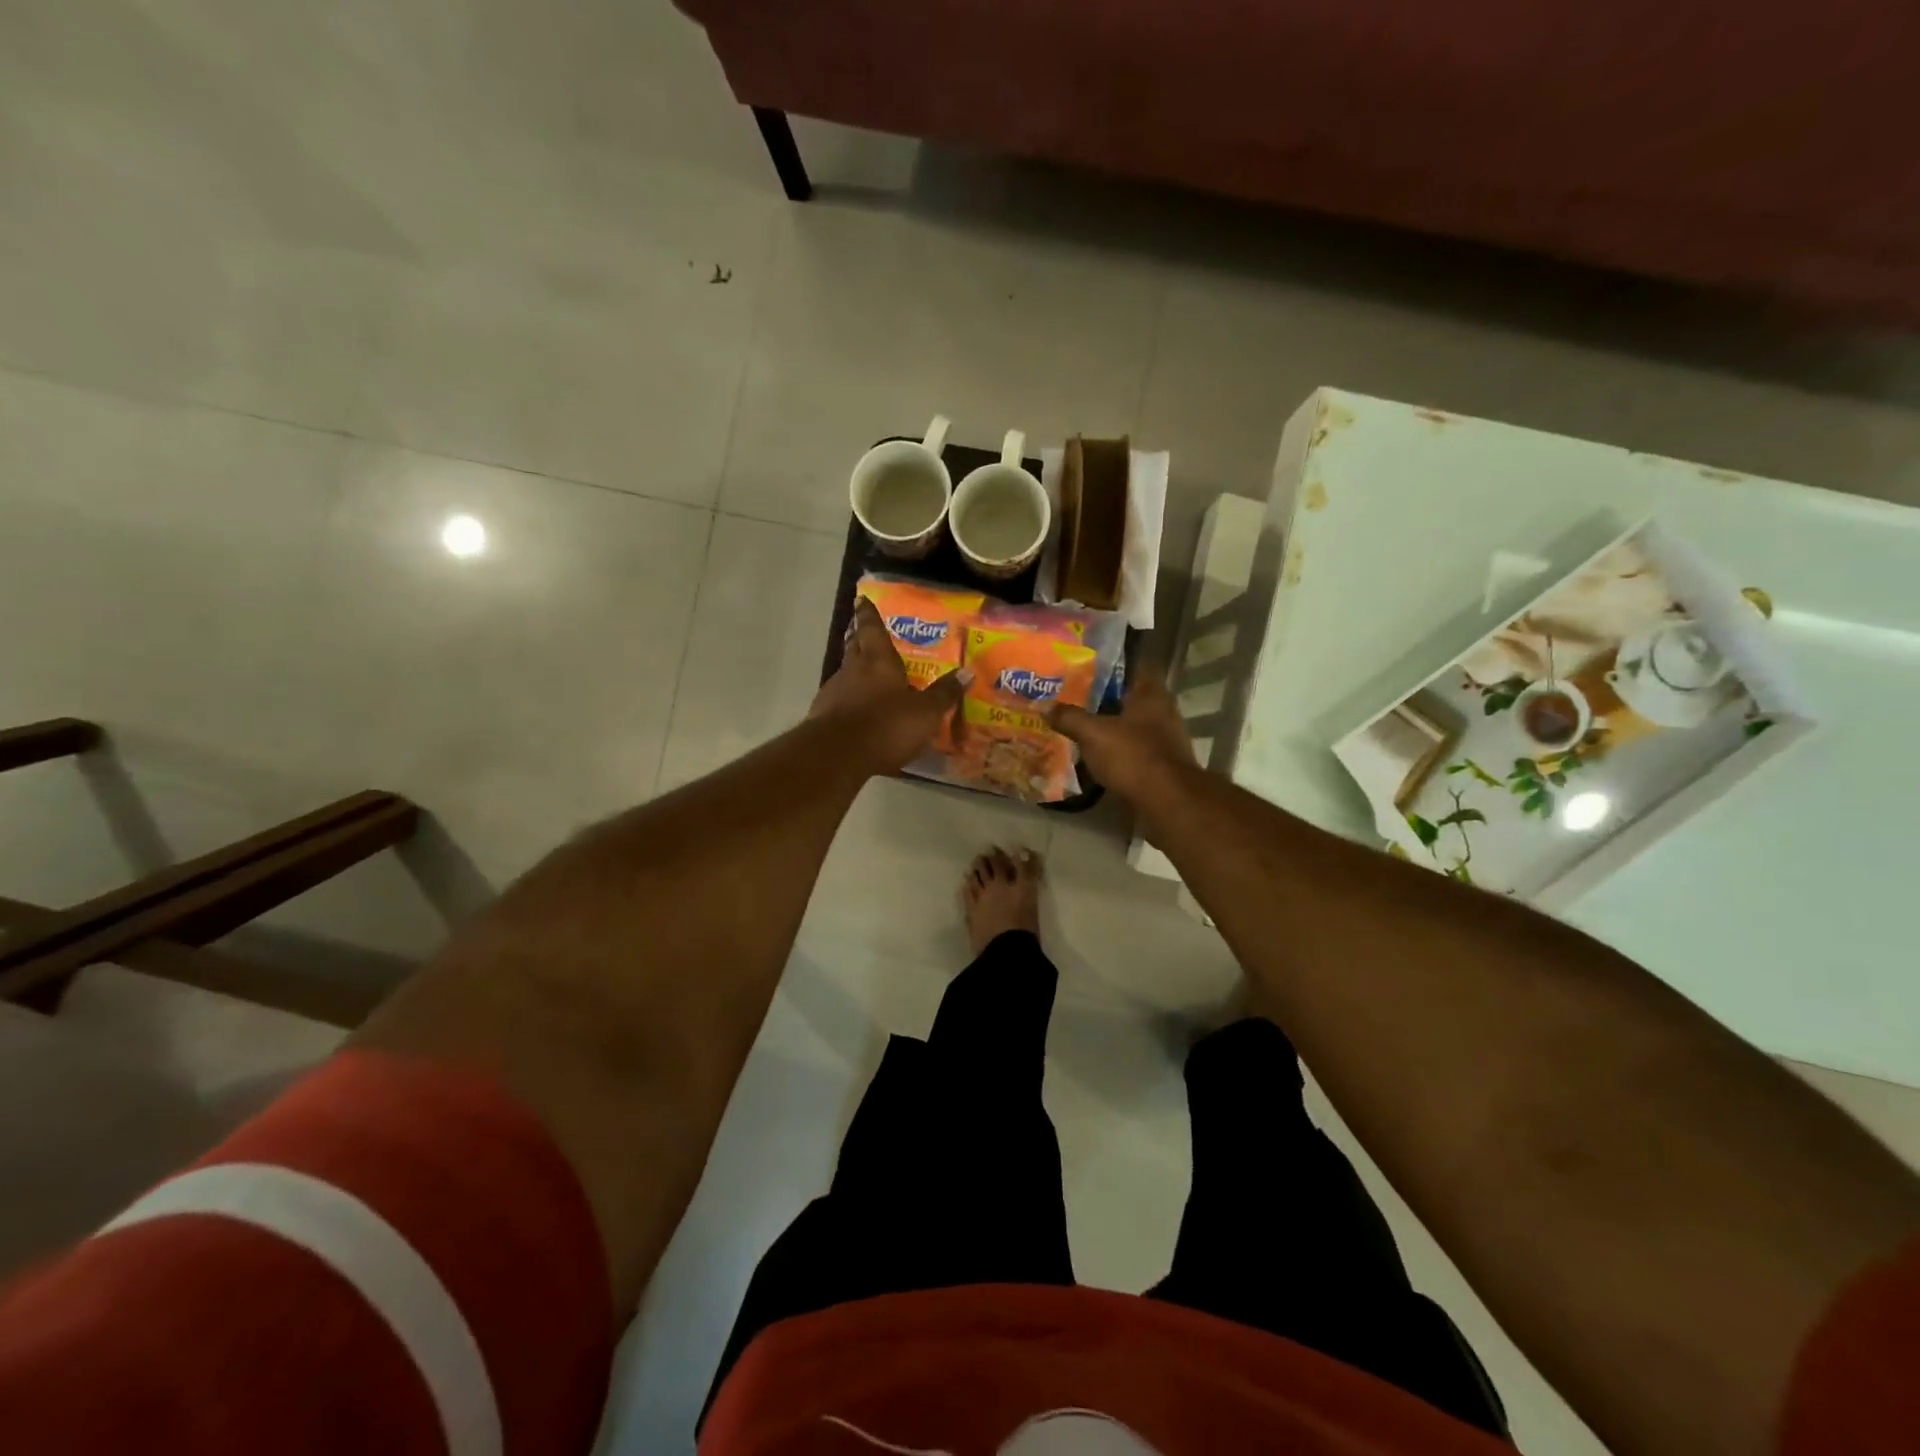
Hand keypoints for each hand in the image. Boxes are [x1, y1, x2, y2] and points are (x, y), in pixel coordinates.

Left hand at [809, 599, 969, 773]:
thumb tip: (967, 672)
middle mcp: (853, 670)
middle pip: (854, 646)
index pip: (872, 628)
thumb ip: (944, 693)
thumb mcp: (925, 713)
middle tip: (863, 631)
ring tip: (865, 674)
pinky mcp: (822, 716)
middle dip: (859, 637)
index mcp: (878, 661)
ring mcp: (834, 692)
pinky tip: (855, 709)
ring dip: (853, 670)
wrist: (837, 755)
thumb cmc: (885, 725)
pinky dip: (847, 699)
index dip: (869, 614)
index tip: (862, 600)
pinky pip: (838, 699)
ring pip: (845, 673)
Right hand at [1046, 667, 1195, 801]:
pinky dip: (1114, 751)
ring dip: (1107, 727)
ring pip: (1129, 725)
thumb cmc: (1133, 756)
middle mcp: (1162, 711)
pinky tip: (1092, 755)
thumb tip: (1044, 706)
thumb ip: (1069, 717)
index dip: (1107, 666)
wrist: (1167, 802)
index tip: (1081, 668)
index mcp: (1151, 694)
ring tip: (1076, 727)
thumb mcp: (1093, 733)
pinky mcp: (1160, 764)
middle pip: (1127, 698)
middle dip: (1101, 699)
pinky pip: (1131, 750)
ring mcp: (1164, 739)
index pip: (1131, 667)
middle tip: (1071, 698)